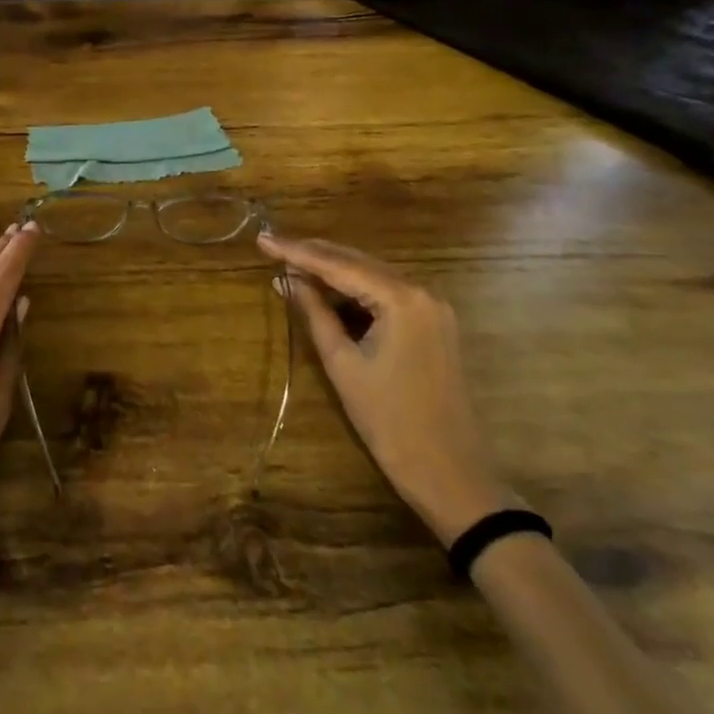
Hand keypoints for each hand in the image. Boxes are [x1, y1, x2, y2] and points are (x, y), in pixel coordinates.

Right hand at [260, 233, 514, 545]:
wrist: (451, 474)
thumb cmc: (390, 421)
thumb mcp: (342, 363)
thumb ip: (314, 312)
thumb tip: (285, 279)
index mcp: (402, 298)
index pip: (338, 264)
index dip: (296, 251)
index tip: (263, 239)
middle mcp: (422, 291)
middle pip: (357, 260)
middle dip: (313, 254)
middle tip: (272, 246)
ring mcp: (433, 306)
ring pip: (372, 274)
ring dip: (333, 269)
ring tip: (290, 264)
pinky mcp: (434, 323)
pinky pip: (387, 292)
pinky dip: (355, 288)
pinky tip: (327, 289)